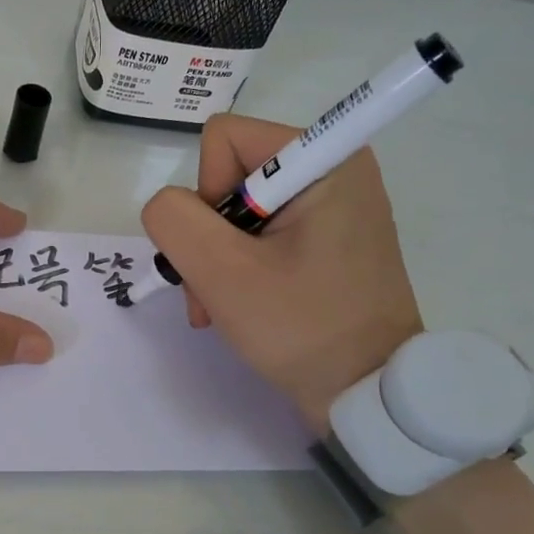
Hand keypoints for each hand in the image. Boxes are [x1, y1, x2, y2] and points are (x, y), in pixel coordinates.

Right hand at [140, 113, 422, 434]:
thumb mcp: (223, 272)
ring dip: (217, 261)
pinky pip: (261, 234)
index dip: (205, 195)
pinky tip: (238, 304)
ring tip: (220, 307)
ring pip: (237, 211)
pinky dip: (239, 268)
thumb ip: (176, 219)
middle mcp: (332, 170)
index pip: (224, 140)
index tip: (225, 251)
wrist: (365, 392)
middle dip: (207, 238)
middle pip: (229, 177)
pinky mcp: (327, 239)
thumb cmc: (300, 326)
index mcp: (324, 159)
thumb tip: (168, 206)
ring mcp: (332, 208)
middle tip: (212, 292)